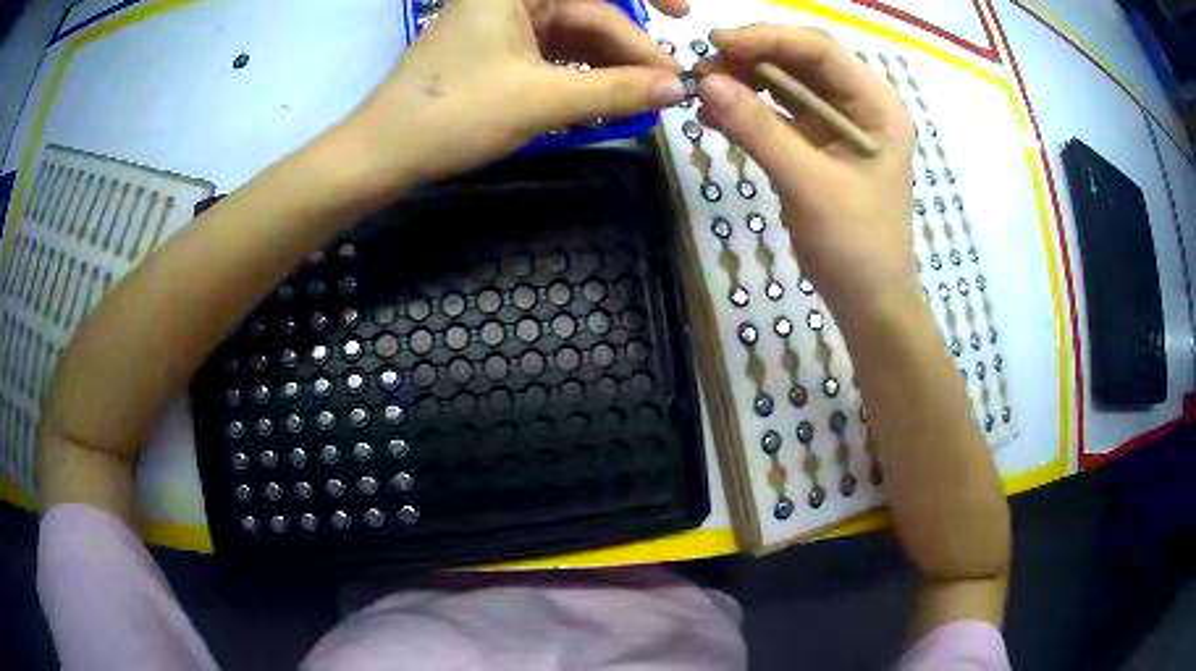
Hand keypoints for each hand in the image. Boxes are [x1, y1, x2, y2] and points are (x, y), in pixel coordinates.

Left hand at [334, 0, 685, 194]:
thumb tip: (677, 88)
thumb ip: (615, 90)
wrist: (383, 155)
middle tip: (666, 88)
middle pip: (588, 15)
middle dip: (629, 49)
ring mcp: (502, 24)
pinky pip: (553, 55)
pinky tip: (606, 98)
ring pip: (574, 37)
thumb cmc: (452, 116)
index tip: (687, 18)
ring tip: (643, 98)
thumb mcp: (540, 101)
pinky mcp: (497, 51)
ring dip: (609, 66)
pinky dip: (581, 75)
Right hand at [694, 25, 918, 317]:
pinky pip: (778, 116)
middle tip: (703, 69)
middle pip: (801, 62)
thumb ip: (760, 131)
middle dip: (752, 59)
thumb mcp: (809, 185)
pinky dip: (748, 112)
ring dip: (744, 83)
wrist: (868, 302)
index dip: (768, 39)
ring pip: (786, 86)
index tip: (717, 42)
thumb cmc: (856, 246)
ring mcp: (836, 127)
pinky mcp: (816, 147)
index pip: (821, 51)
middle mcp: (859, 107)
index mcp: (876, 107)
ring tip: (703, 90)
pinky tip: (715, 117)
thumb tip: (706, 84)